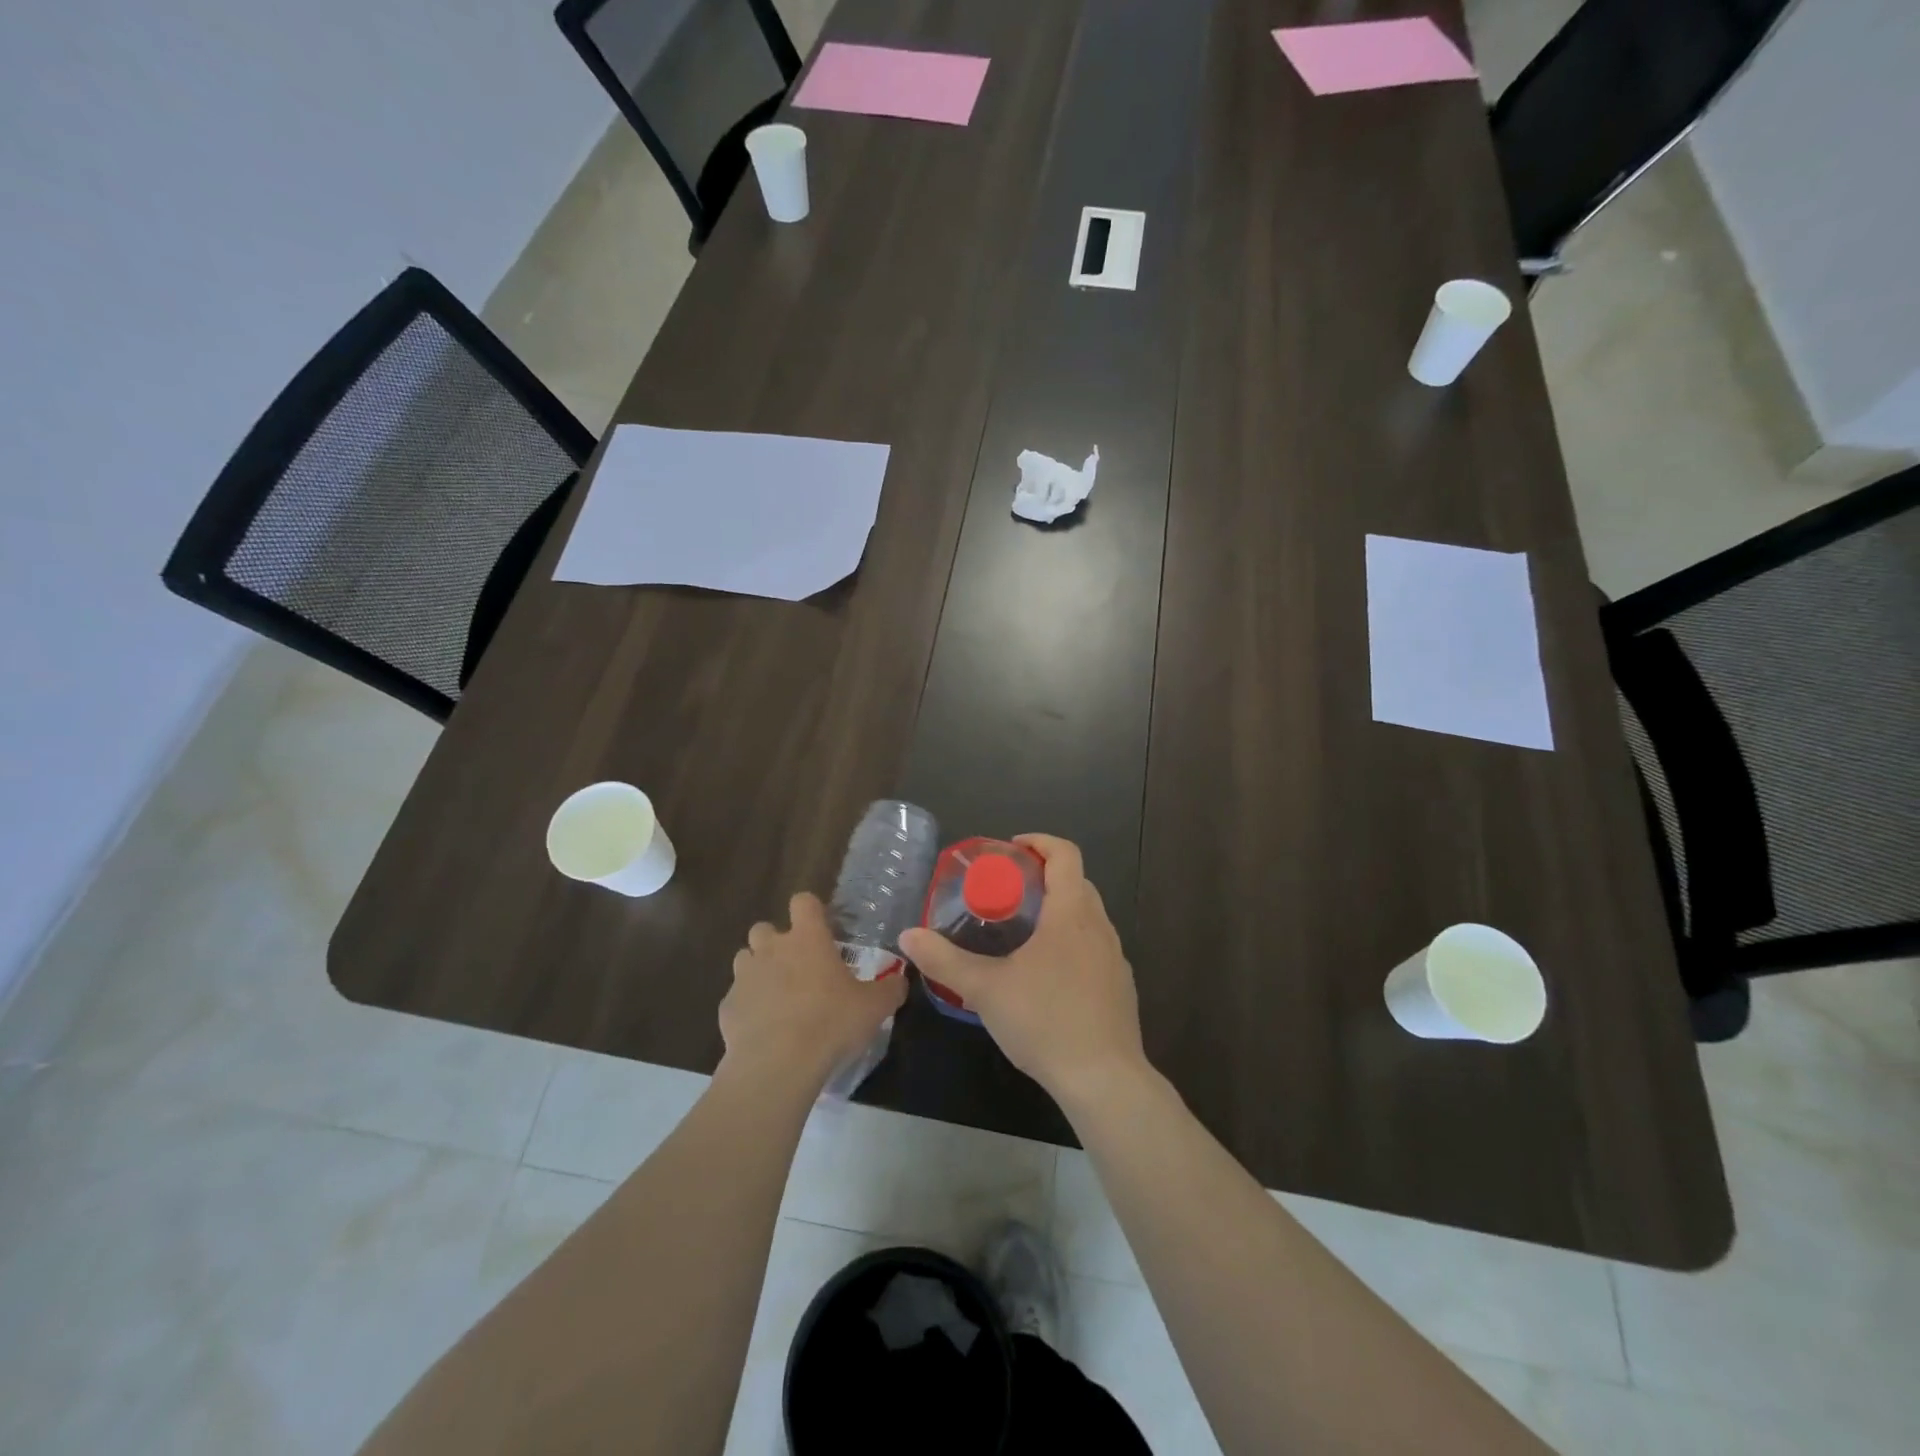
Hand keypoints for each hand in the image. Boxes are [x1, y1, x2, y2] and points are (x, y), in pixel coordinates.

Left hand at [720, 893, 906, 1094]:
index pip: (803, 902)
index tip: (821, 929)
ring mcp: (744, 977)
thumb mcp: (874, 1007)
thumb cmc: (831, 1023)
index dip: (811, 911)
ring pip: (745, 959)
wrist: (778, 1065)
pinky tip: (763, 1030)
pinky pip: (736, 998)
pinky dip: (748, 1007)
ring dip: (758, 971)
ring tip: (778, 998)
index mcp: (807, 939)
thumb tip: (900, 981)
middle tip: (798, 968)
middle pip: (764, 928)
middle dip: (776, 942)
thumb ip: (890, 989)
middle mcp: (771, 949)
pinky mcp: (726, 1007)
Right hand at [899, 835, 1146, 1104]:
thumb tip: (908, 936)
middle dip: (1044, 877)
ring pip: (1088, 916)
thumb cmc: (1045, 1021)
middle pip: (1077, 882)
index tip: (1011, 850)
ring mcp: (1115, 957)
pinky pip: (1095, 947)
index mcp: (1071, 913)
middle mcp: (1100, 926)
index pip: (1065, 854)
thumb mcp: (985, 990)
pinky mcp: (1121, 986)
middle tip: (1007, 891)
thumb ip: (944, 961)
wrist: (1104, 1080)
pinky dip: (1073, 942)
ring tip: (1023, 933)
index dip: (1039, 842)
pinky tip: (1048, 976)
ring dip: (1059, 910)